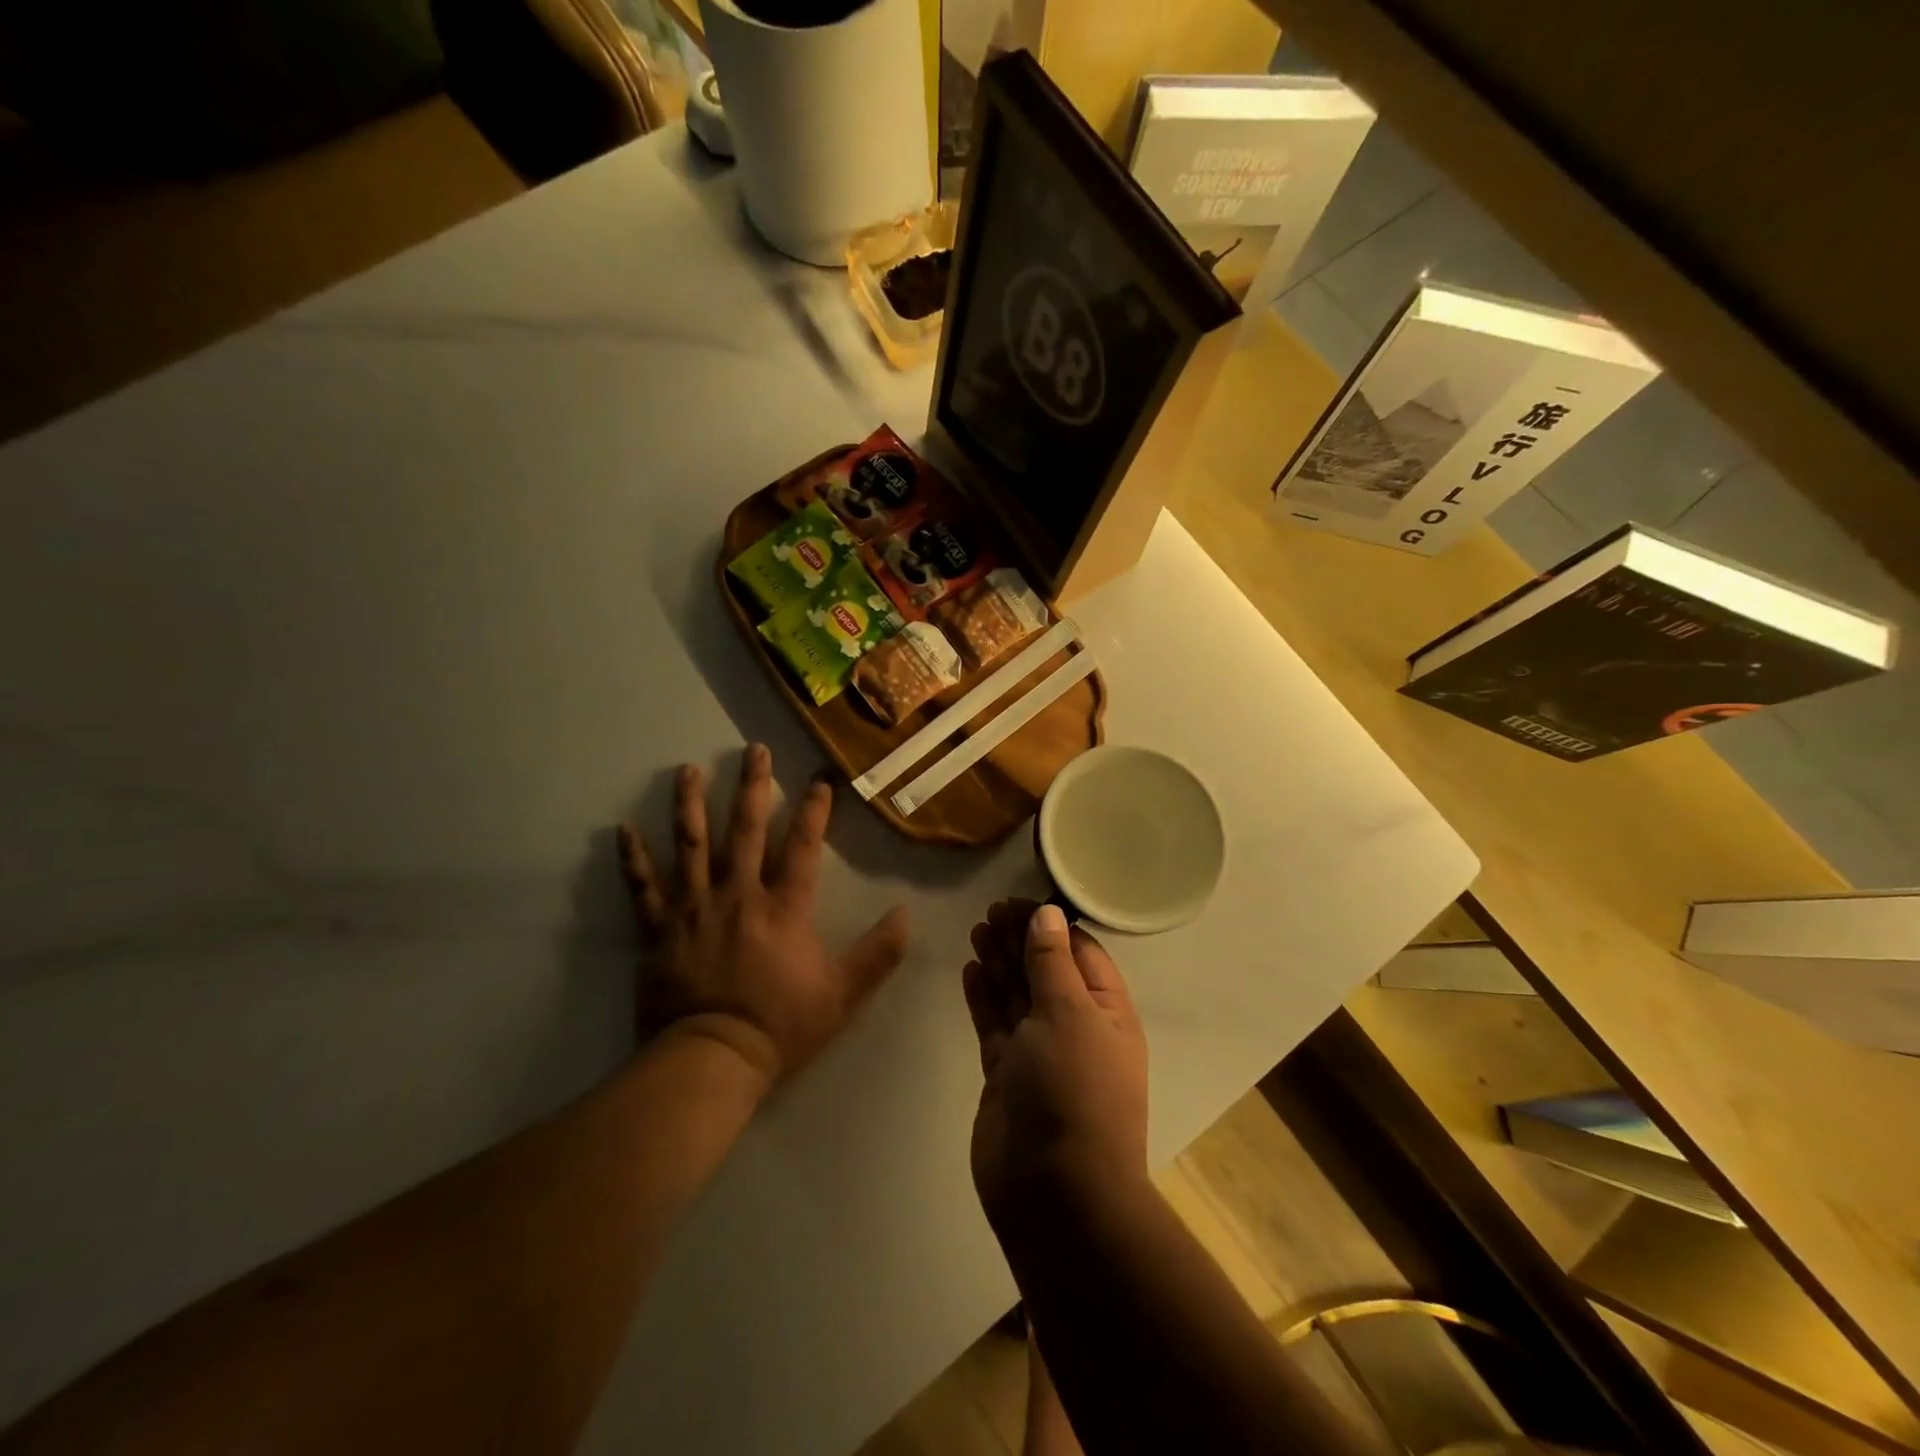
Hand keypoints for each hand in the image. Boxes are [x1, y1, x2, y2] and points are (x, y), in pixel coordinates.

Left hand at [618, 744, 908, 1087]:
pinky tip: (622, 830)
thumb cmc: (781, 1025)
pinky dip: (633, 859)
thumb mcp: (843, 994)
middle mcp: (739, 894)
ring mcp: (695, 908)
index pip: (803, 846)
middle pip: (746, 830)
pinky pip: (643, 888)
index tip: (819, 780)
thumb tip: (906, 913)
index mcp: (784, 906)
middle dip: (754, 787)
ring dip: (691, 805)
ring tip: (688, 770)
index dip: (814, 811)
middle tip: (753, 750)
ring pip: (692, 845)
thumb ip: (878, 953)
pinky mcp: (659, 929)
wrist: (712, 1059)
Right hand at [962, 900, 1148, 1231]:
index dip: (1050, 925)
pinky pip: (995, 1024)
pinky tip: (971, 969)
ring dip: (1000, 963)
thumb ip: (1052, 962)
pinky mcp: (1006, 1074)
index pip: (1081, 954)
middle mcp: (1075, 1029)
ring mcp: (1039, 1054)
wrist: (1054, 1194)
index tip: (1017, 902)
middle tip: (990, 912)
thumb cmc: (1074, 1091)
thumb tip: (1048, 915)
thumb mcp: (1069, 1014)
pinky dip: (984, 996)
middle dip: (1020, 940)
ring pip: (1018, 995)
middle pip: (1045, 971)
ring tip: (977, 930)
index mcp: (1106, 1013)